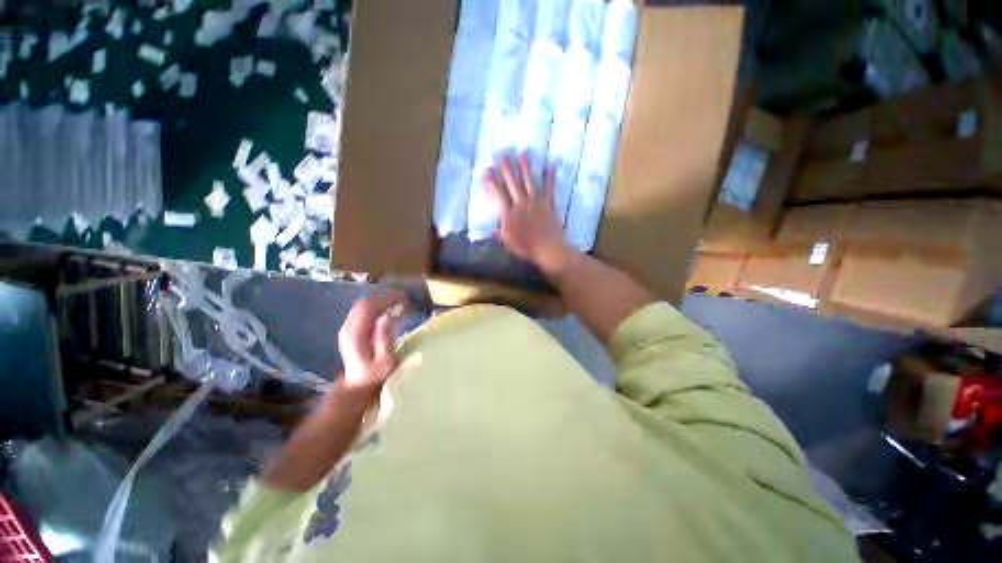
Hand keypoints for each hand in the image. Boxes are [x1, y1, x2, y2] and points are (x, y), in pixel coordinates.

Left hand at [337, 292, 405, 393]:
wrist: (356, 386)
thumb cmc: (375, 376)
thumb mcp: (385, 361)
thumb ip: (385, 338)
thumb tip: (386, 316)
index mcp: (356, 335)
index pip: (368, 307)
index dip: (386, 299)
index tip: (403, 299)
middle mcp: (348, 328)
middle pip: (364, 303)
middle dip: (384, 298)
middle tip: (403, 300)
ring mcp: (347, 328)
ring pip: (362, 305)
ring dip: (380, 301)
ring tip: (397, 304)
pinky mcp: (349, 330)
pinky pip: (361, 311)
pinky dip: (376, 307)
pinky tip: (387, 311)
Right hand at [485, 152, 570, 273]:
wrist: (549, 249)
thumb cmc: (528, 248)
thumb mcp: (509, 243)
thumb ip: (500, 233)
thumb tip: (492, 228)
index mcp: (509, 214)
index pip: (498, 195)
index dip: (491, 182)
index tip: (486, 171)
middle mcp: (522, 204)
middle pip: (512, 184)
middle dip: (506, 168)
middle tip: (502, 155)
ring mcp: (536, 202)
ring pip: (529, 181)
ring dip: (526, 167)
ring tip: (523, 153)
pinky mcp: (549, 203)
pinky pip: (549, 188)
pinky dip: (550, 176)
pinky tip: (550, 165)